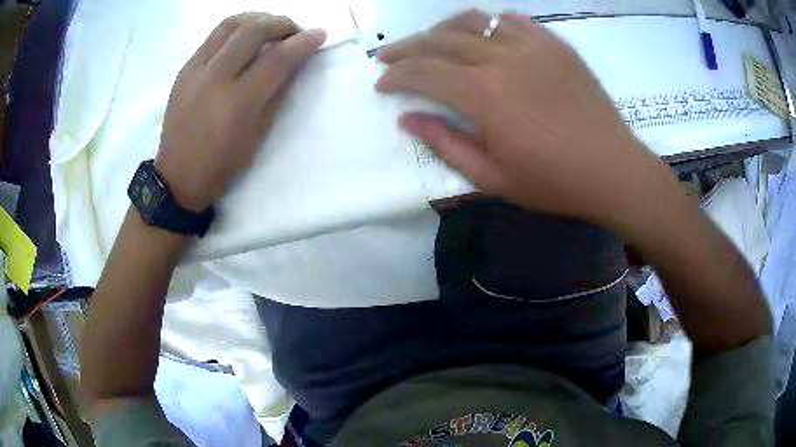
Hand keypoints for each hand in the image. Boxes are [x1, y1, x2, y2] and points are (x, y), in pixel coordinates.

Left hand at [155, 13, 325, 210]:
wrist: (178, 175)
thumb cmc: (222, 163)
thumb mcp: (258, 134)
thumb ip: (278, 93)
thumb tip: (296, 62)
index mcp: (237, 103)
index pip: (276, 59)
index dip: (302, 42)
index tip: (319, 34)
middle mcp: (214, 78)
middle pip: (253, 31)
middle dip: (281, 23)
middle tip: (294, 31)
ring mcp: (195, 70)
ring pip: (230, 24)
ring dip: (257, 19)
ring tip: (270, 27)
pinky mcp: (184, 69)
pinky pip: (214, 36)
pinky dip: (236, 30)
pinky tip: (244, 39)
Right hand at [376, 10, 680, 229]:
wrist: (613, 170)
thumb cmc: (554, 183)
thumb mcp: (492, 178)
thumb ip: (445, 144)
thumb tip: (408, 119)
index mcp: (484, 94)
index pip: (423, 71)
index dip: (395, 75)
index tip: (381, 84)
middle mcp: (502, 58)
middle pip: (440, 39)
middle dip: (406, 47)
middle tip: (388, 56)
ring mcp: (532, 45)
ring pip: (473, 21)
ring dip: (443, 29)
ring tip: (431, 41)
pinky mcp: (555, 44)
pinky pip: (514, 21)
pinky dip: (490, 24)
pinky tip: (484, 36)